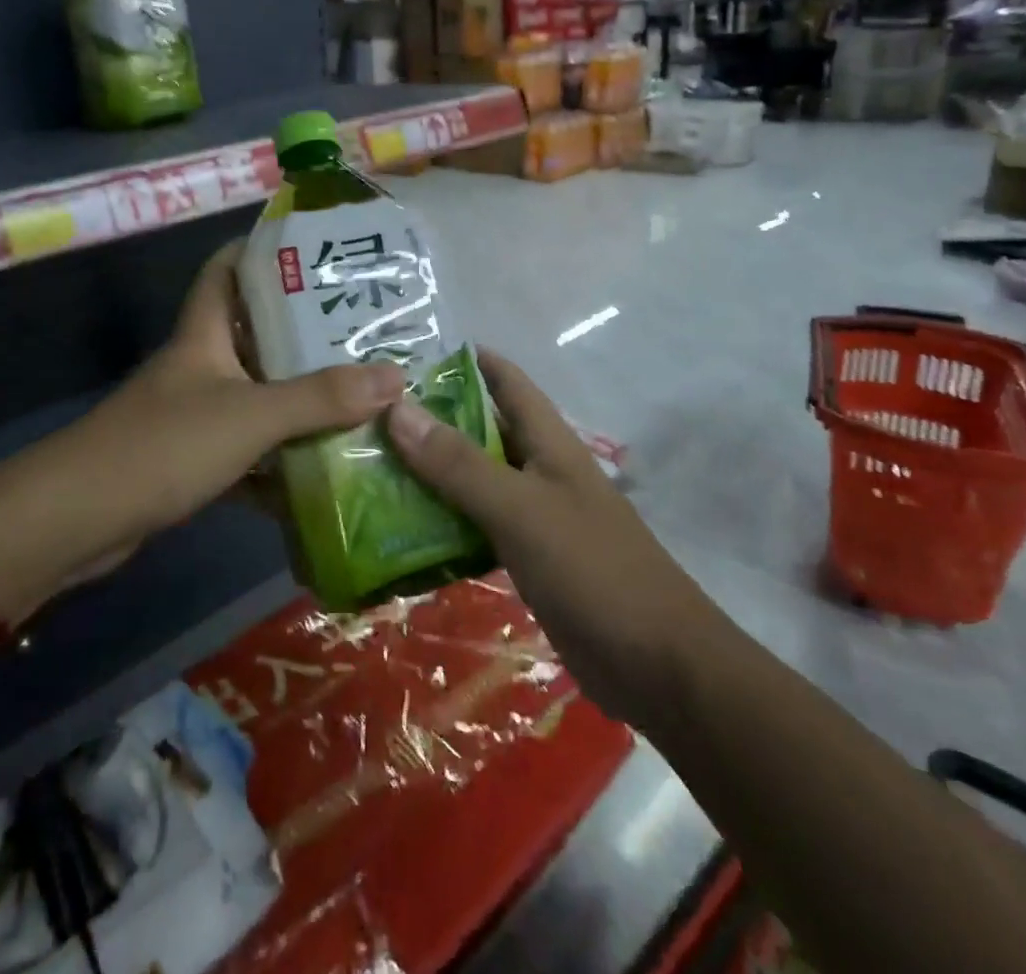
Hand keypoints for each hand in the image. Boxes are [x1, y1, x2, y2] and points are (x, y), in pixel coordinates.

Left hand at [81, 242, 407, 540]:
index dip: (262, 251)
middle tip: (365, 329)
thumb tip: (395, 377)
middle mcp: (199, 365)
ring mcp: (194, 414)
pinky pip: (249, 448)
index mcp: (204, 334)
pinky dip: (281, 456)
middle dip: (304, 331)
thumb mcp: (250, 415)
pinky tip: (325, 463)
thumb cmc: (162, 446)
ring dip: (299, 397)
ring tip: (360, 391)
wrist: (77, 521)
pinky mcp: (192, 460)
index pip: (226, 269)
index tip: (316, 251)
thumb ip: (320, 398)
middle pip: (254, 332)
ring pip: (256, 393)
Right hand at [386, 349, 701, 720]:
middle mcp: (540, 470)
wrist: (658, 667)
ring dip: (431, 473)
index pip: (507, 381)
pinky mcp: (528, 559)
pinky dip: (444, 522)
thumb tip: (397, 408)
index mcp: (549, 442)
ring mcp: (535, 516)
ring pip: (474, 480)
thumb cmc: (593, 570)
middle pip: (481, 430)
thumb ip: (458, 463)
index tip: (407, 357)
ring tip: (371, 468)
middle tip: (367, 417)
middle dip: (432, 420)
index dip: (466, 361)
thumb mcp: (520, 509)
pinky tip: (403, 530)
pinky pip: (476, 527)